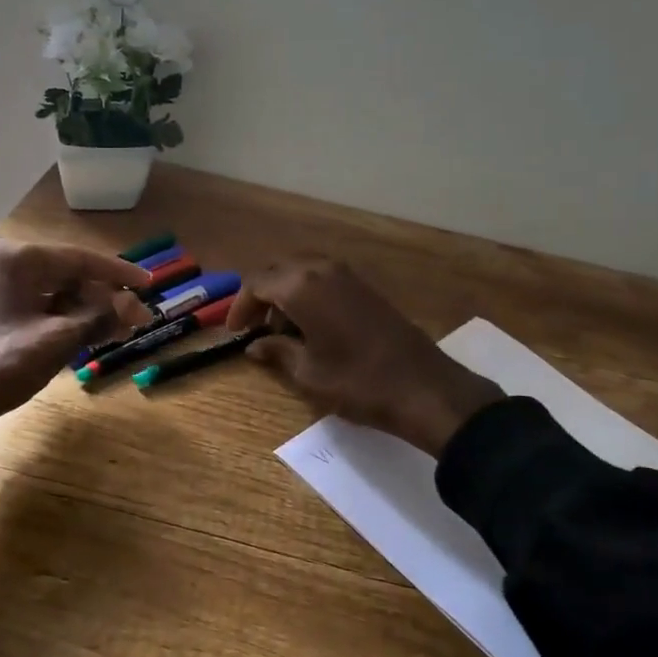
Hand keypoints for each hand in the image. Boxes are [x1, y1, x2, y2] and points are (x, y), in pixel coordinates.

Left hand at [0, 240, 152, 428]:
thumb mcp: (56, 341)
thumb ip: (100, 318)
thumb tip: (138, 308)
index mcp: (16, 259)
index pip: (79, 259)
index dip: (118, 273)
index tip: (149, 284)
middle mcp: (4, 264)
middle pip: (68, 275)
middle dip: (103, 298)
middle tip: (135, 318)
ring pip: (54, 293)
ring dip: (86, 311)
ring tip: (117, 330)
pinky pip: (38, 307)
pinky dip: (63, 320)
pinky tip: (88, 335)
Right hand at [228, 258, 502, 456]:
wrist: (423, 387)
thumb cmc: (357, 381)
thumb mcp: (308, 373)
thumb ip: (276, 352)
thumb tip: (254, 345)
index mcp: (301, 286)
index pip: (256, 283)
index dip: (240, 307)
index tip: (234, 332)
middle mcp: (322, 269)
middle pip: (278, 271)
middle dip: (261, 297)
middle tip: (255, 329)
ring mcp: (348, 275)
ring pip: (302, 272)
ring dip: (286, 295)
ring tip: (283, 331)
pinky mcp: (366, 287)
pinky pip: (324, 279)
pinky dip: (308, 295)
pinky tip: (311, 326)